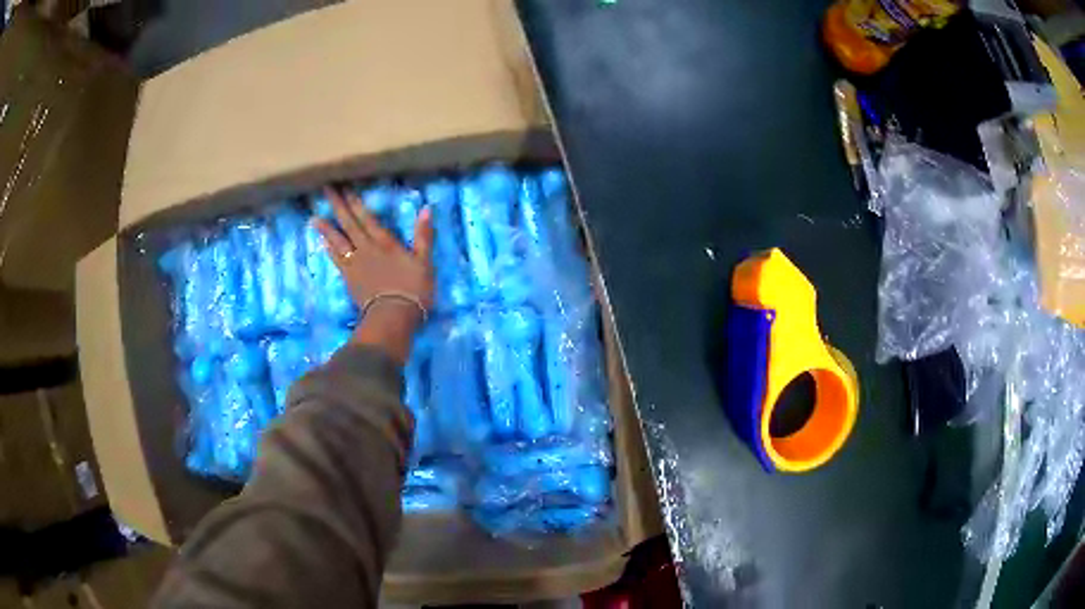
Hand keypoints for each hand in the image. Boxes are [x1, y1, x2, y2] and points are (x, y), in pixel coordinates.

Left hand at [312, 187, 433, 363]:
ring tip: (314, 217)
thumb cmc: (413, 290)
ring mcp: (355, 264)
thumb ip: (424, 235)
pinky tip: (322, 242)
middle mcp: (366, 248)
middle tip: (326, 190)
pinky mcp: (349, 279)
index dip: (355, 202)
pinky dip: (329, 249)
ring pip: (338, 241)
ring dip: (326, 228)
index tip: (343, 186)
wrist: (392, 317)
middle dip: (337, 206)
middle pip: (349, 224)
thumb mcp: (425, 261)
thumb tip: (426, 208)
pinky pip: (337, 260)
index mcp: (385, 242)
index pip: (367, 217)